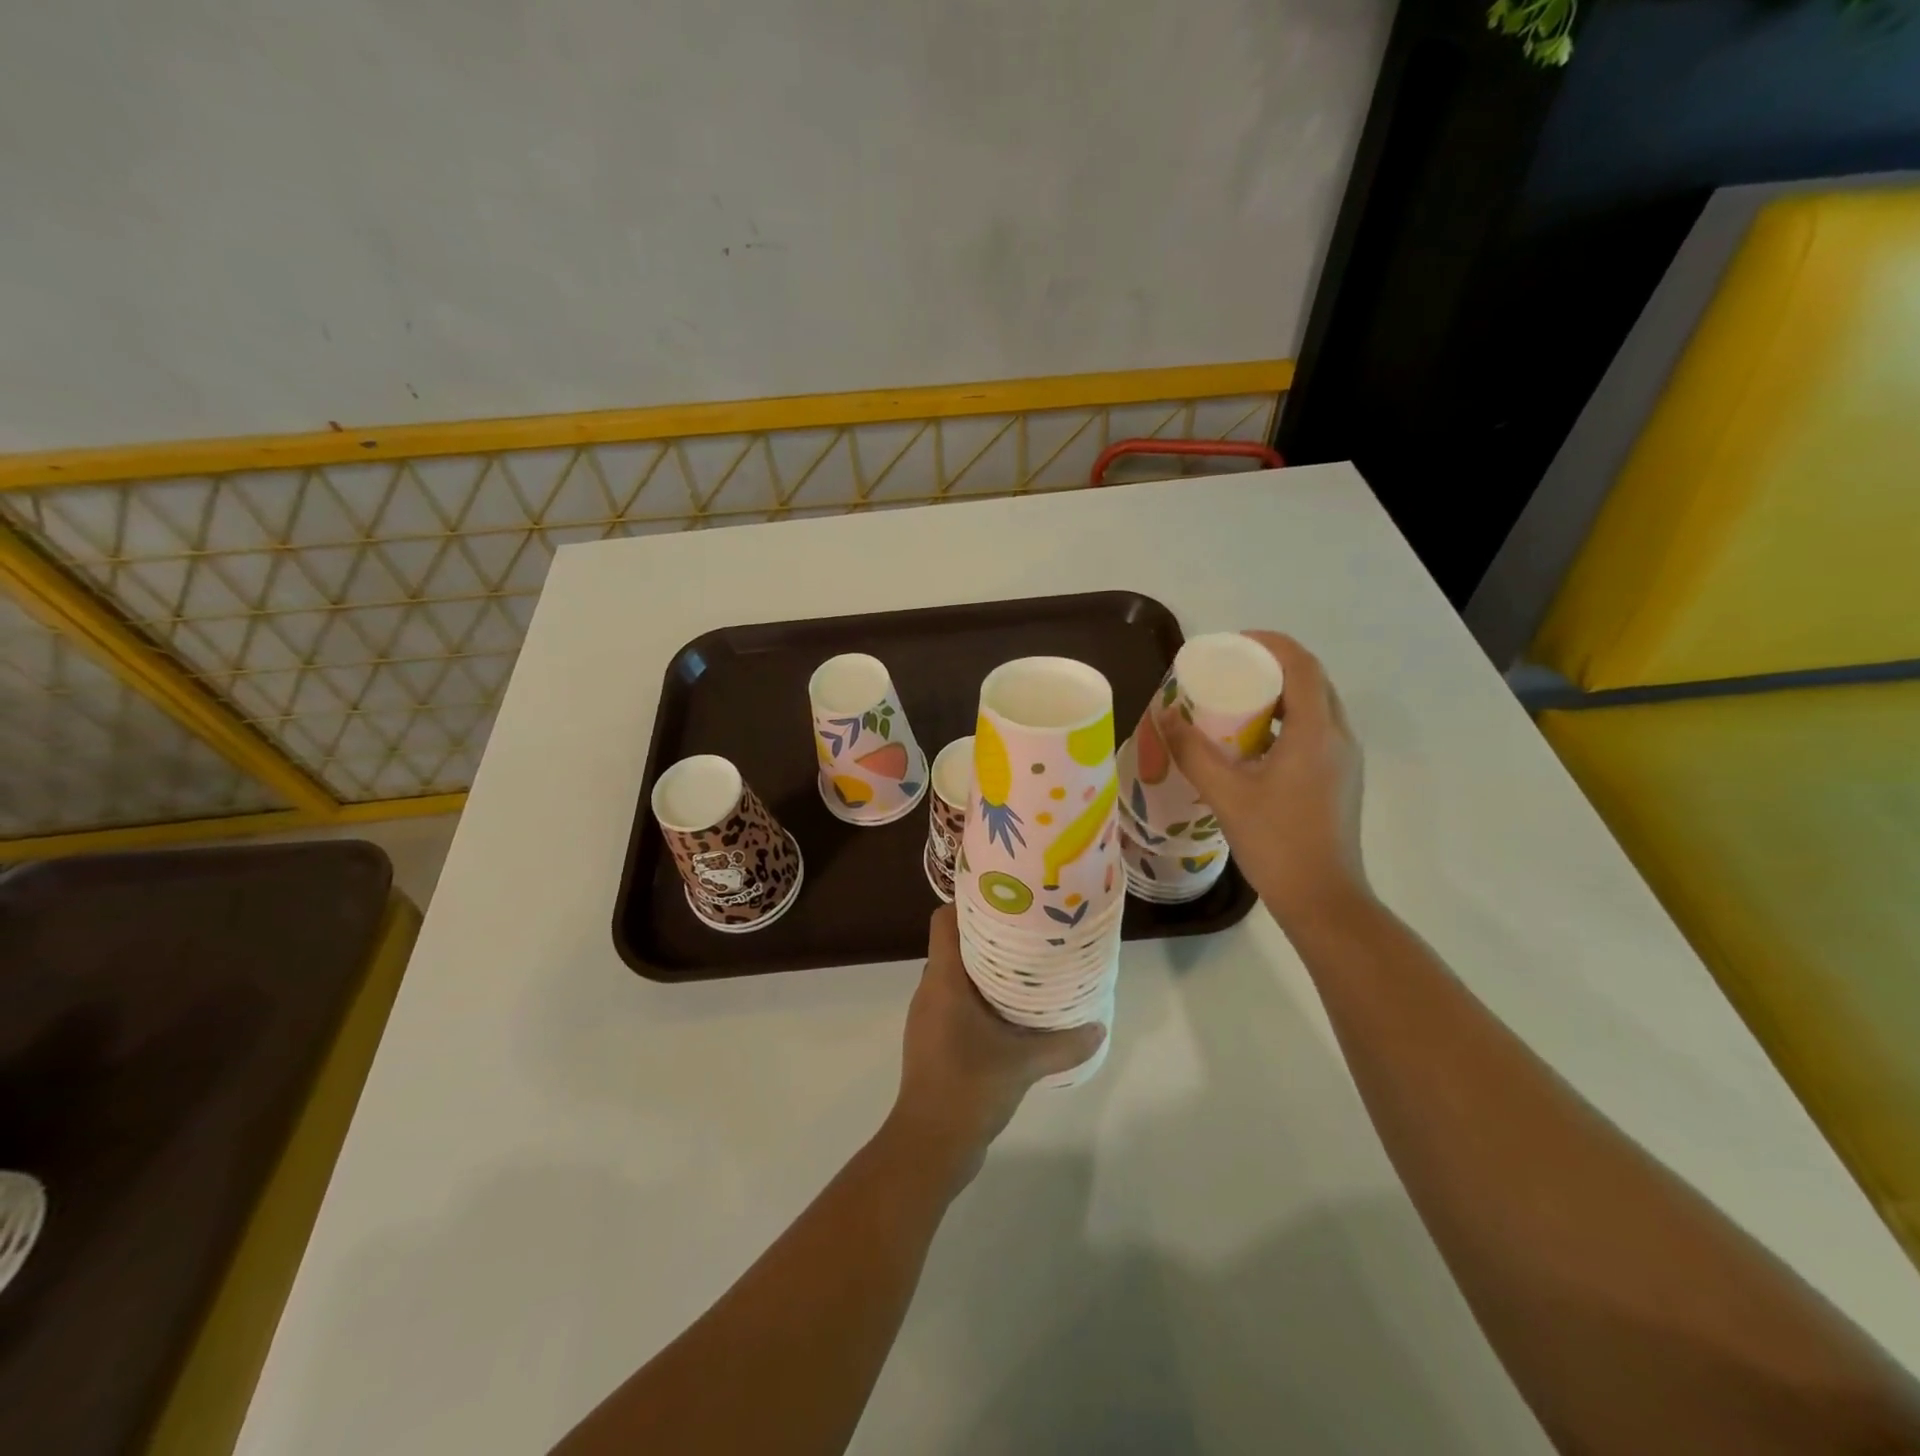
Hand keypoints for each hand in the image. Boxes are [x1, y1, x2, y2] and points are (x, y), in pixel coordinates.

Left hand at [890, 905, 1104, 1188]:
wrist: (929, 1145)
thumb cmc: (969, 1087)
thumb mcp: (1024, 1063)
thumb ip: (1064, 1044)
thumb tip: (1099, 1027)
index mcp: (943, 980)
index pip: (944, 921)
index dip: (968, 902)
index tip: (1003, 897)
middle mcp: (930, 990)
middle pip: (954, 944)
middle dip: (988, 934)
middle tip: (1028, 929)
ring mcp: (929, 1016)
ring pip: (956, 975)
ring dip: (986, 968)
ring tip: (1026, 965)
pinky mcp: (934, 1040)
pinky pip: (956, 1002)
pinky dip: (980, 997)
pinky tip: (1011, 1011)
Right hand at [1162, 632, 1370, 933]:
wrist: (1322, 897)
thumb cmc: (1276, 841)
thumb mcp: (1226, 794)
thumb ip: (1192, 751)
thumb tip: (1165, 716)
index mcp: (1317, 731)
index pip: (1300, 664)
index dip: (1268, 644)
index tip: (1231, 644)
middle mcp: (1339, 736)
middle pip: (1311, 680)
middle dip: (1272, 666)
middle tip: (1230, 671)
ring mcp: (1345, 759)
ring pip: (1316, 706)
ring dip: (1281, 693)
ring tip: (1238, 702)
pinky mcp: (1341, 778)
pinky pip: (1317, 730)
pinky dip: (1288, 720)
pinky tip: (1255, 742)